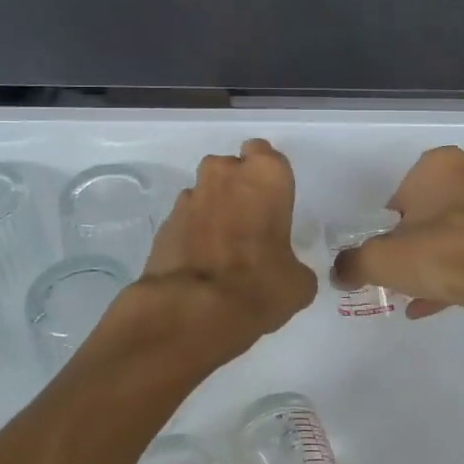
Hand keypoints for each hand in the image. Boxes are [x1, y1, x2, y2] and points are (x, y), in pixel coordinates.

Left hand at [133, 138, 317, 357]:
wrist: (193, 310)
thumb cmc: (260, 285)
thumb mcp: (298, 283)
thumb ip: (294, 266)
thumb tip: (286, 273)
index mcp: (265, 176)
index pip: (265, 153)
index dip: (266, 176)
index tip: (270, 200)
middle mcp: (224, 175)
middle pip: (230, 168)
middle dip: (236, 188)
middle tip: (247, 224)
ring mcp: (189, 197)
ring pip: (205, 192)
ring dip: (213, 211)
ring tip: (221, 249)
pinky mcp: (165, 222)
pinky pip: (185, 219)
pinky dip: (192, 234)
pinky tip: (200, 264)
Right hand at [331, 145, 463, 320]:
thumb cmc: (444, 254)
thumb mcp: (382, 260)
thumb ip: (354, 263)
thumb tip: (339, 272)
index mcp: (441, 164)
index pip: (404, 191)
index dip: (392, 223)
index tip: (389, 250)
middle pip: (436, 208)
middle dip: (420, 237)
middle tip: (407, 267)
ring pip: (461, 230)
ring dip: (442, 256)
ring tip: (424, 291)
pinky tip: (445, 300)